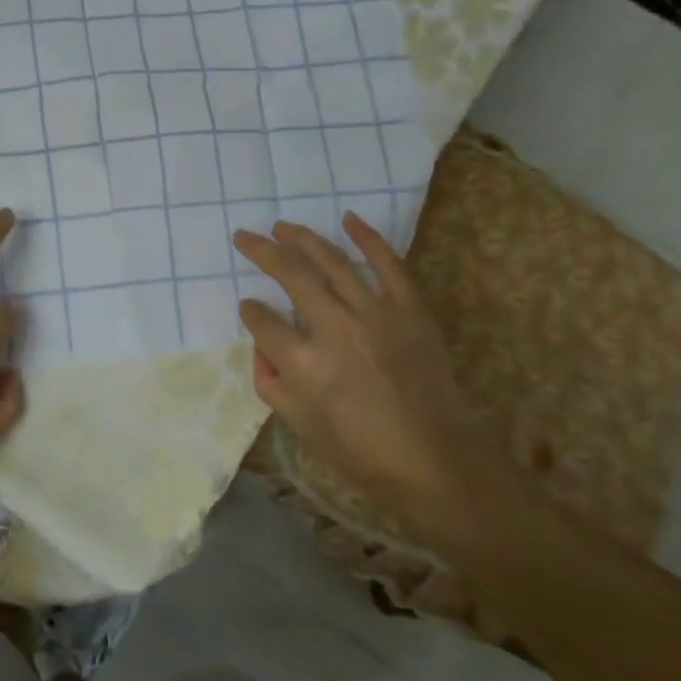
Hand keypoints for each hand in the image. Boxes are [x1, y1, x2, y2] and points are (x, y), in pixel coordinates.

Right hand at [234, 212, 488, 536]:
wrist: (436, 462)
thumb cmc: (361, 452)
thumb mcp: (299, 426)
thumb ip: (270, 382)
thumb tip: (262, 346)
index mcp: (303, 363)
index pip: (262, 320)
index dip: (250, 311)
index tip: (248, 307)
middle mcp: (335, 329)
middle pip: (291, 275)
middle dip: (263, 252)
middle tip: (244, 236)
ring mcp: (376, 314)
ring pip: (332, 262)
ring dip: (303, 238)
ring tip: (282, 225)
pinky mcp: (410, 310)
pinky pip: (389, 265)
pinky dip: (368, 238)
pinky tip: (348, 218)